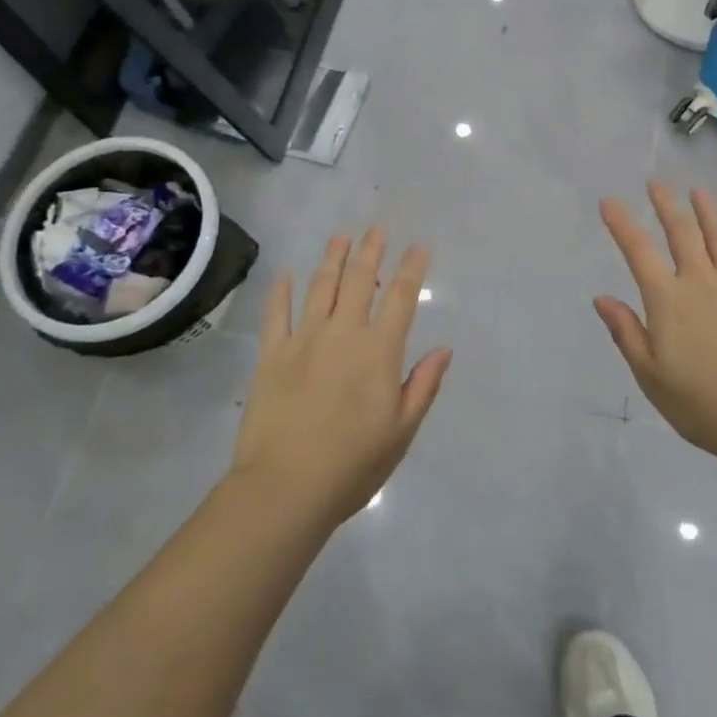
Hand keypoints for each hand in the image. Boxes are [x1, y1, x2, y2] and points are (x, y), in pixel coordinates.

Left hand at [230, 228, 451, 528]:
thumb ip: (423, 385)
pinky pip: (277, 313)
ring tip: (340, 237)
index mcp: (379, 351)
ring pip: (320, 286)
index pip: (400, 297)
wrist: (285, 488)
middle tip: (377, 228)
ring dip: (332, 258)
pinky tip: (285, 275)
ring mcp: (304, 339)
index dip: (411, 268)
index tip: (418, 246)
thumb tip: (444, 349)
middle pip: (359, 280)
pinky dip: (281, 291)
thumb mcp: (401, 431)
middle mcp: (343, 333)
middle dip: (371, 250)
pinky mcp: (272, 354)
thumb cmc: (352, 465)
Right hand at [596, 183, 716, 462]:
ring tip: (699, 192)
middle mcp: (700, 280)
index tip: (609, 201)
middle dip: (666, 204)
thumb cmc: (698, 402)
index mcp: (667, 298)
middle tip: (657, 184)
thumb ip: (626, 331)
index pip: (638, 250)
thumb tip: (602, 298)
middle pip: (682, 232)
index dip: (621, 223)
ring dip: (708, 212)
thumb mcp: (648, 373)